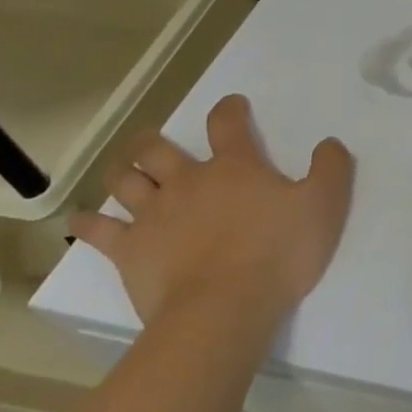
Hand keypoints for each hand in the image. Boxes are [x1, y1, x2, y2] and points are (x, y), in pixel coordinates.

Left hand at [70, 94, 353, 332]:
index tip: (233, 105)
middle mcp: (188, 182)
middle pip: (158, 149)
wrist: (226, 307)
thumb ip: (331, 169)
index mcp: (235, 168)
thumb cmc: (280, 252)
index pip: (227, 125)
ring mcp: (153, 215)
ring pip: (125, 180)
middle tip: (156, 141)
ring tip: (125, 171)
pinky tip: (80, 220)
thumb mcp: (325, 206)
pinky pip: (98, 230)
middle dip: (155, 140)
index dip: (230, 110)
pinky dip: (87, 222)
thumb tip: (329, 143)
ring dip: (123, 171)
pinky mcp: (129, 250)